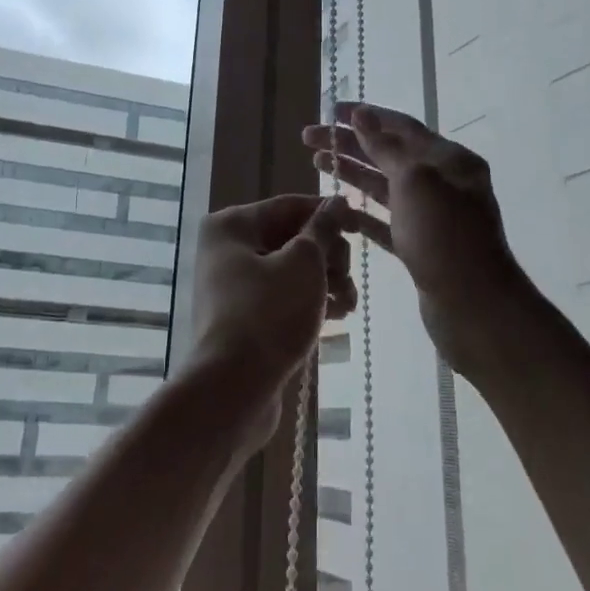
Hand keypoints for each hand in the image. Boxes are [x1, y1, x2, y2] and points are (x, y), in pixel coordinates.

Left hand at [187, 194, 357, 448]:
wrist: (233, 389)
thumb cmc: (268, 314)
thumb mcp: (304, 263)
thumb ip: (323, 229)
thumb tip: (337, 201)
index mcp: (232, 226)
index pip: (290, 206)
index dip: (328, 214)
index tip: (362, 226)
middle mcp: (227, 250)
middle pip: (291, 237)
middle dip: (328, 255)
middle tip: (348, 276)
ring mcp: (234, 286)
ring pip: (291, 269)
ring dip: (326, 280)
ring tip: (349, 302)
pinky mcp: (245, 318)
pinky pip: (284, 296)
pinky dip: (311, 300)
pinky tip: (339, 315)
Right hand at [302, 103, 536, 376]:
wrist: (476, 309)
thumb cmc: (445, 237)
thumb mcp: (415, 182)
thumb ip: (385, 147)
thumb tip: (362, 114)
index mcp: (449, 159)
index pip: (401, 127)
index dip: (365, 116)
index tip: (330, 110)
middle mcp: (443, 183)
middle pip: (389, 154)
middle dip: (350, 143)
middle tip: (309, 138)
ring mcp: (432, 217)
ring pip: (385, 186)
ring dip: (352, 173)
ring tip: (317, 163)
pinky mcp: (420, 246)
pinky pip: (386, 221)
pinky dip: (361, 211)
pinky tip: (336, 208)